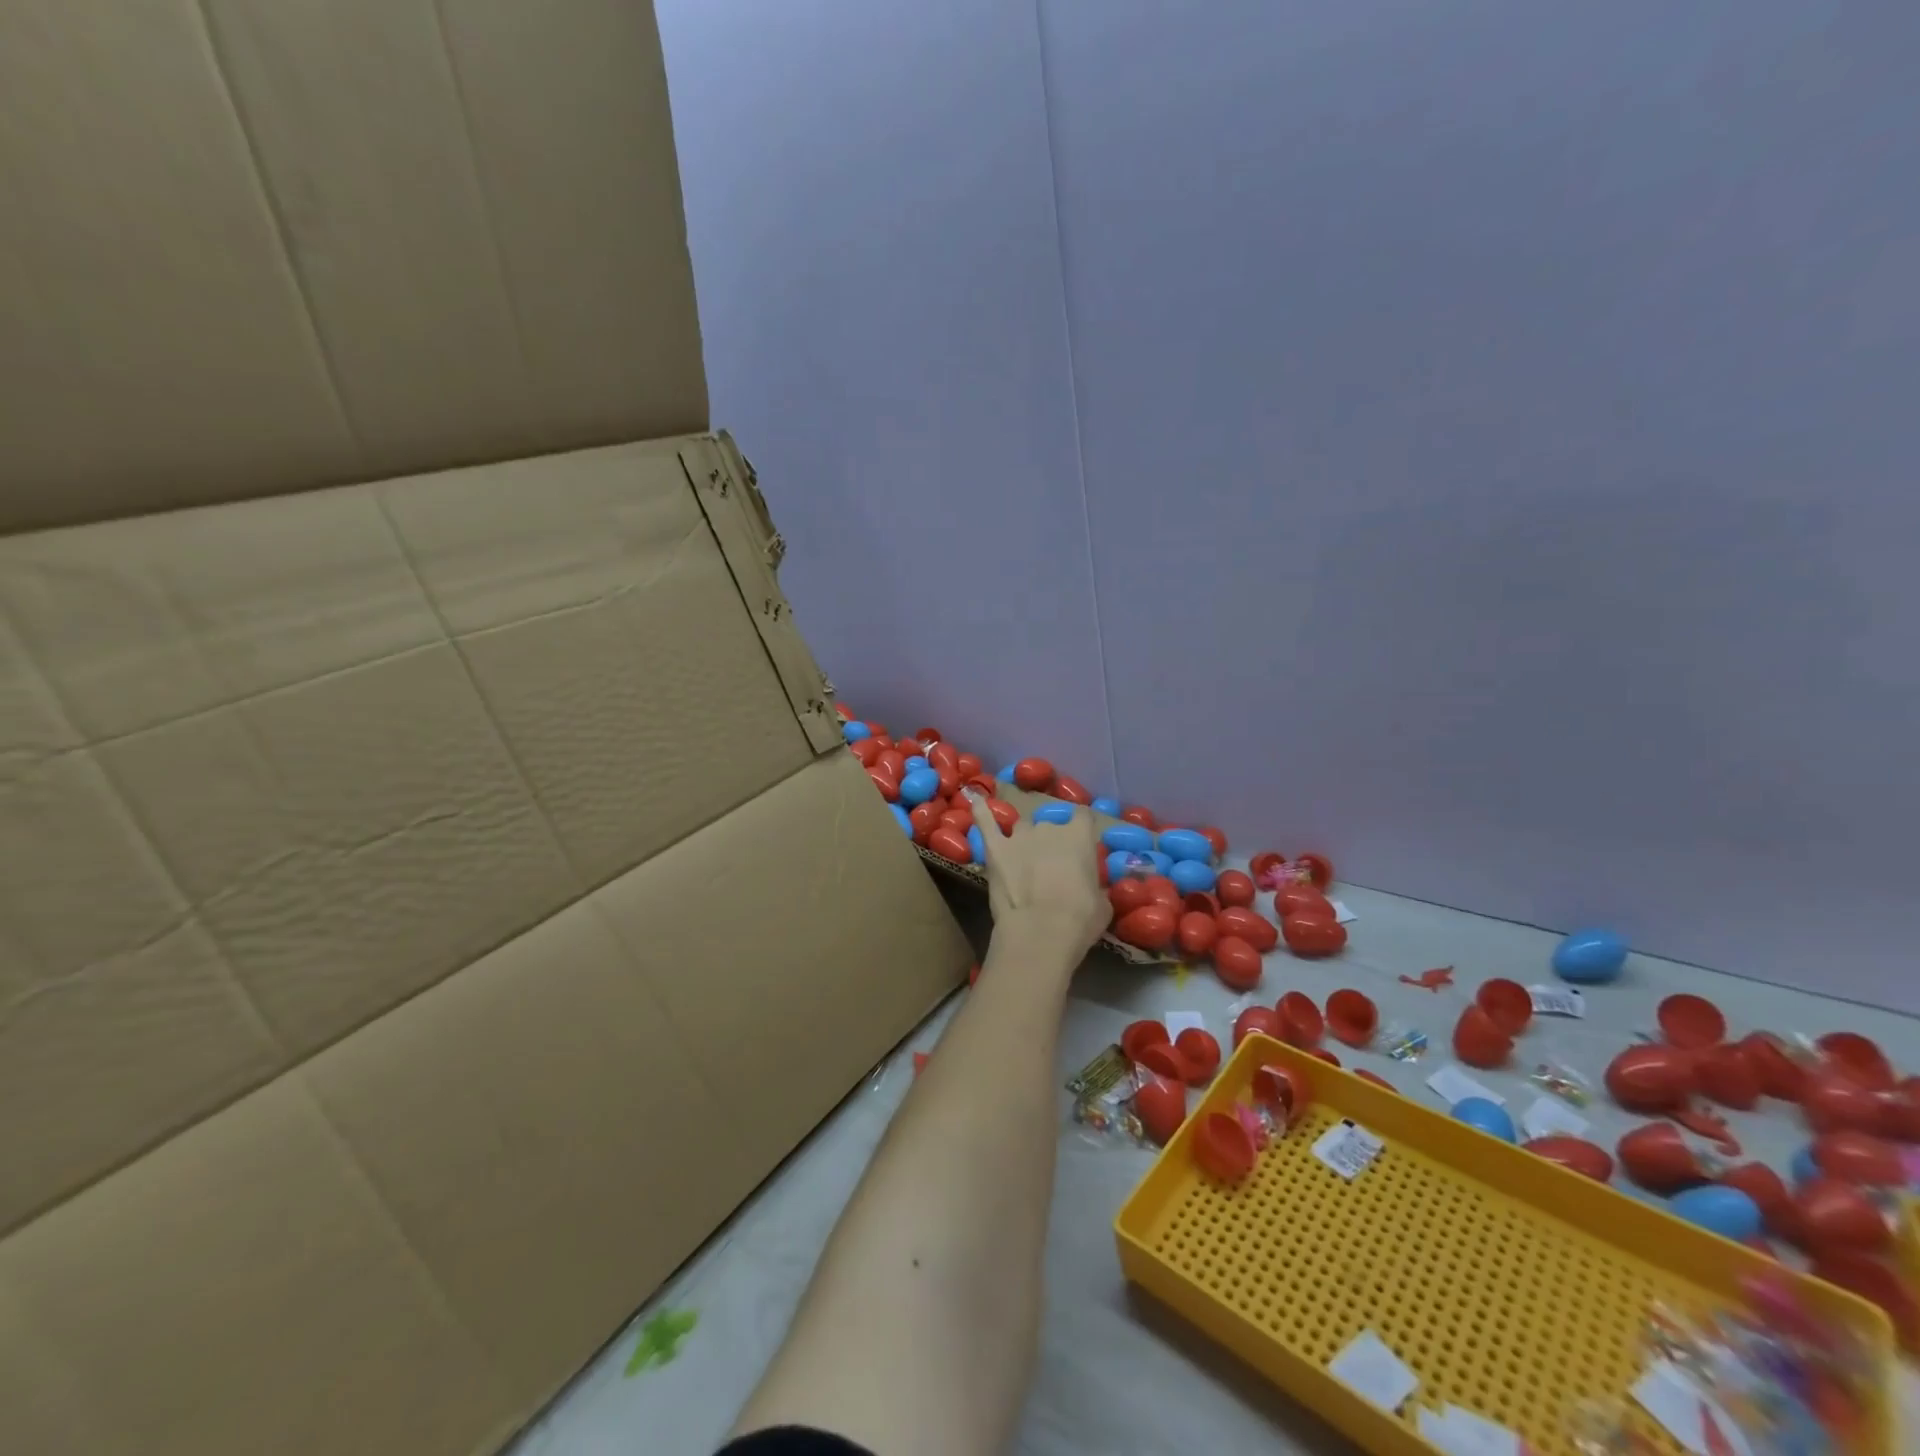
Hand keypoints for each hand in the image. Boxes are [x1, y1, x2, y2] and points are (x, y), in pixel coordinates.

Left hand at [964, 790, 1107, 956]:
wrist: (1040, 930)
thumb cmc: (1080, 918)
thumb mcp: (1102, 903)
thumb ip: (1097, 886)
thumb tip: (1092, 888)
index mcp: (1079, 836)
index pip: (1083, 817)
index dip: (1082, 830)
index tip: (1082, 844)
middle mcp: (1049, 828)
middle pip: (1050, 826)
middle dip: (1052, 842)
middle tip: (1053, 867)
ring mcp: (1019, 836)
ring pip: (1023, 828)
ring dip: (1025, 840)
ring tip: (1024, 859)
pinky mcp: (995, 848)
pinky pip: (985, 822)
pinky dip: (981, 811)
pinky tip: (975, 799)